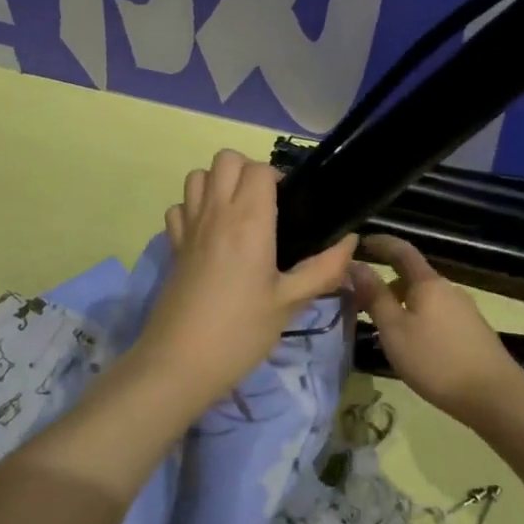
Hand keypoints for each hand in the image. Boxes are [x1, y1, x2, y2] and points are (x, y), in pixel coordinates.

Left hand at [134, 150, 356, 407]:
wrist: (179, 363)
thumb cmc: (241, 332)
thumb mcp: (290, 303)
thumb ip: (323, 269)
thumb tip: (350, 242)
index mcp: (249, 221)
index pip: (259, 169)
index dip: (277, 178)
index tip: (290, 205)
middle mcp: (216, 212)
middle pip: (226, 159)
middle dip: (248, 171)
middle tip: (266, 205)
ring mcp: (189, 227)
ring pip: (198, 176)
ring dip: (218, 183)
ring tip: (238, 214)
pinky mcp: (173, 246)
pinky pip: (180, 206)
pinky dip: (193, 208)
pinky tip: (209, 234)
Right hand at [348, 235, 523, 422]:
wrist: (494, 396)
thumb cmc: (436, 360)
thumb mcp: (395, 330)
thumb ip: (375, 296)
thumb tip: (356, 265)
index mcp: (428, 283)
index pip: (401, 250)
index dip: (381, 243)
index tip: (360, 243)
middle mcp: (448, 289)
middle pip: (413, 277)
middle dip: (387, 284)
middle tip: (362, 301)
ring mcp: (464, 311)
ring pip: (425, 299)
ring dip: (402, 305)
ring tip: (384, 329)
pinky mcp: (472, 332)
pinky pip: (437, 316)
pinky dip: (418, 320)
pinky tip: (413, 347)